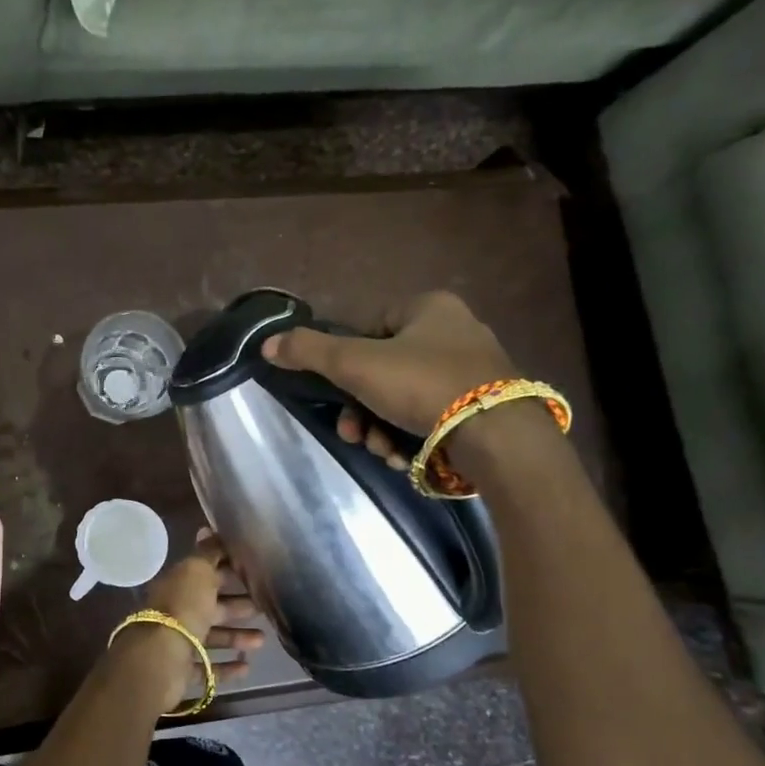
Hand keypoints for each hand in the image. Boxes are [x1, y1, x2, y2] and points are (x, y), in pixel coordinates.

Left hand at [125, 530, 265, 711]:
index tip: (254, 573)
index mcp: (179, 585)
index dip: (228, 572)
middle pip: (209, 607)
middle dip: (236, 606)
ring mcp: (177, 642)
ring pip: (210, 637)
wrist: (160, 657)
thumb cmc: (183, 608)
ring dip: (236, 637)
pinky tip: (246, 667)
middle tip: (263, 607)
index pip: (205, 574)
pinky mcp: (180, 670)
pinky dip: (226, 668)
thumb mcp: (198, 572)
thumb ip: (207, 553)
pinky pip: (207, 668)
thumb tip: (207, 527)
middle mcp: (176, 612)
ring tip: (262, 641)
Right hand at [262, 291, 518, 472]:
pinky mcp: (486, 407)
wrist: (497, 436)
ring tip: (383, 451)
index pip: (370, 328)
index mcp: (430, 308)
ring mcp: (475, 371)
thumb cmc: (422, 385)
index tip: (340, 395)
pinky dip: (412, 437)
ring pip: (405, 399)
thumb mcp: (354, 364)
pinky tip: (406, 457)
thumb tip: (267, 343)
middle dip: (362, 409)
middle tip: (354, 435)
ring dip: (382, 429)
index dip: (348, 364)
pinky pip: (434, 417)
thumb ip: (308, 351)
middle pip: (384, 371)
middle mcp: (457, 332)